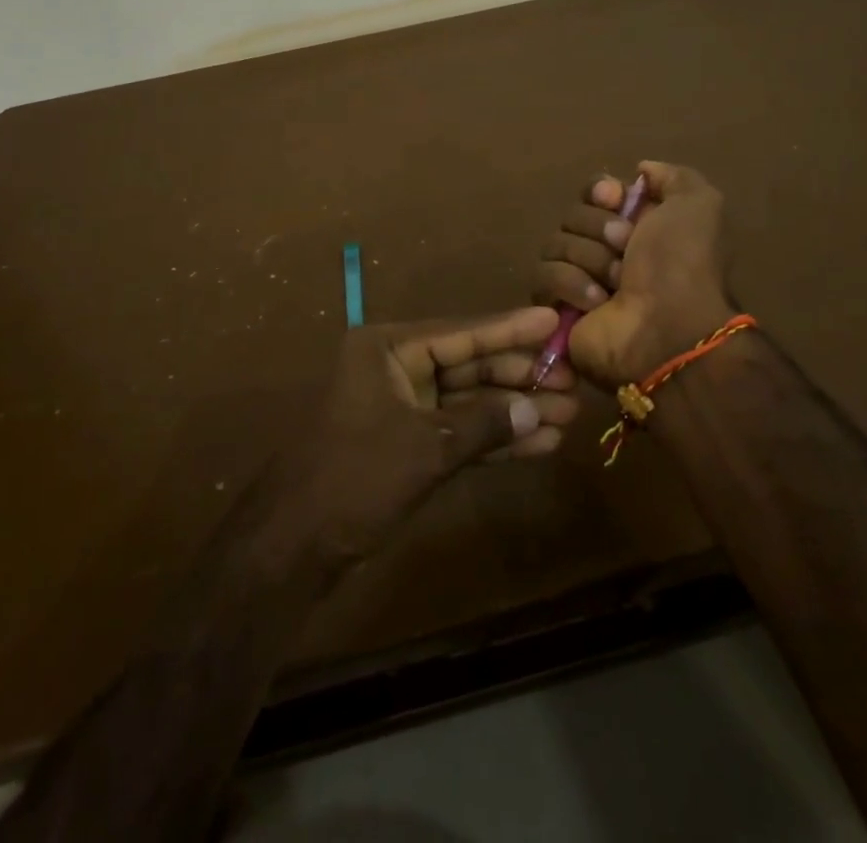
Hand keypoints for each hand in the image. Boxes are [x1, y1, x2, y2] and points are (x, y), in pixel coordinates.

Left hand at [279, 307, 578, 562]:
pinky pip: (460, 433)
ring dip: (515, 411)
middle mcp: (396, 369)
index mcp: (388, 349)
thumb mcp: (424, 447)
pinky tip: (539, 444)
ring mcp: (403, 408)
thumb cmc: (354, 478)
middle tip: (572, 379)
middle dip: (519, 377)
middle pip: (469, 366)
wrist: (294, 548)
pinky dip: (495, 440)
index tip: (553, 319)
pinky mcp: (409, 446)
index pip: (460, 333)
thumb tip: (536, 408)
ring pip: (469, 402)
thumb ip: (483, 425)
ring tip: (568, 415)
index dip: (510, 329)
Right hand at [534, 161, 733, 389]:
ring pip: (554, 243)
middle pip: (573, 215)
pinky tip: (596, 302)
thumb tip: (640, 171)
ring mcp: (580, 279)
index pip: (595, 191)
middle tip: (625, 250)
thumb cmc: (683, 265)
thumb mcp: (698, 205)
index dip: (600, 191)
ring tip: (614, 284)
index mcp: (638, 225)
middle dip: (598, 228)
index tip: (614, 200)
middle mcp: (607, 250)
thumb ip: (673, 177)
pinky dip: (570, 284)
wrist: (668, 331)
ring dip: (588, 259)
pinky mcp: (557, 308)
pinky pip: (542, 277)